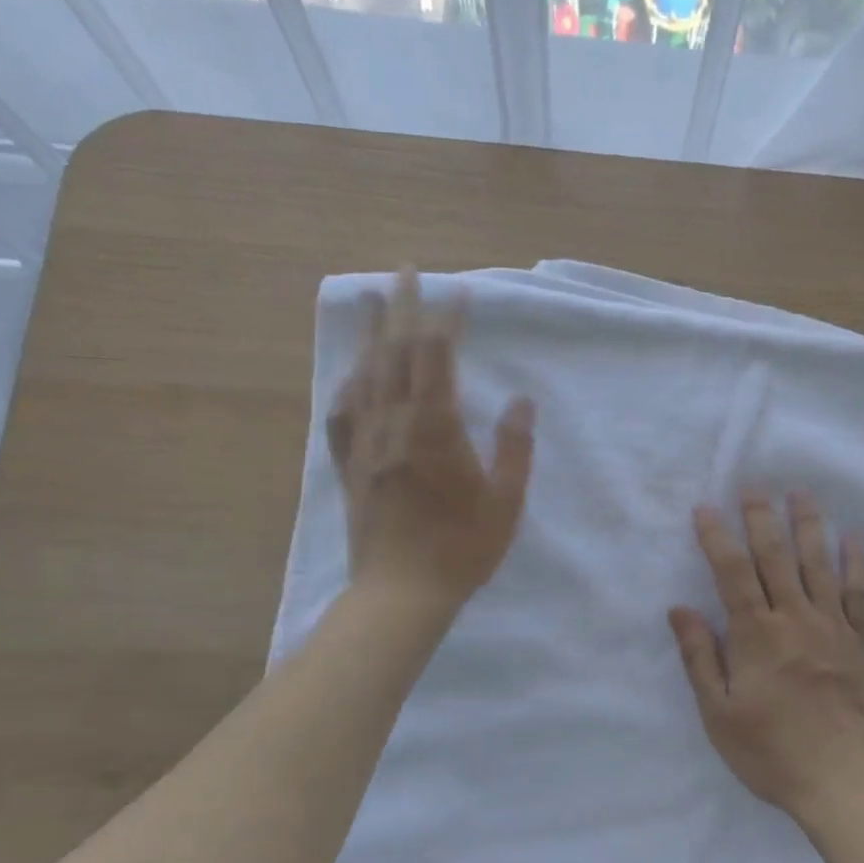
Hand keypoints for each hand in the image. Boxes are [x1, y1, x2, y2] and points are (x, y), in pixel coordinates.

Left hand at [325, 268, 534, 606]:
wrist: (401, 593)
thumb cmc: (462, 549)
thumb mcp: (505, 501)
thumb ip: (514, 448)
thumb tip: (521, 401)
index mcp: (435, 429)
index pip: (438, 359)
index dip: (448, 320)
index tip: (460, 292)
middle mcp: (394, 425)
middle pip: (395, 353)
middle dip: (402, 307)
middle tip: (405, 269)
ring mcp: (365, 443)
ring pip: (365, 374)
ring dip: (369, 332)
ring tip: (369, 298)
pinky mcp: (350, 465)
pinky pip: (342, 412)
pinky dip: (348, 382)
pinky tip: (351, 371)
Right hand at [669, 492, 863, 819]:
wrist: (842, 780)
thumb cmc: (771, 751)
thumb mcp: (719, 713)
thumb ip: (700, 657)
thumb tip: (680, 608)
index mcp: (756, 634)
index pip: (732, 572)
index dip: (716, 536)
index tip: (705, 508)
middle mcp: (794, 618)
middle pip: (775, 557)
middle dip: (761, 518)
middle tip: (754, 486)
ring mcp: (832, 627)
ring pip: (818, 564)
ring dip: (808, 525)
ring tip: (801, 493)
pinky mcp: (861, 642)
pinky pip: (859, 593)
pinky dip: (856, 562)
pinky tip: (854, 537)